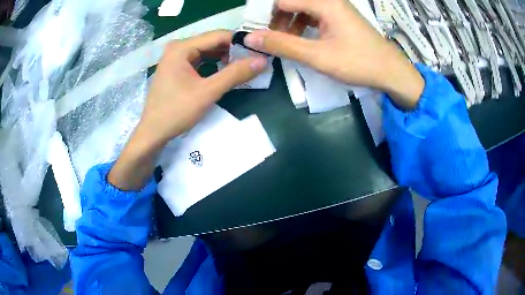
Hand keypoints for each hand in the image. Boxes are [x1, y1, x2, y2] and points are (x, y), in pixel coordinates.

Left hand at [108, 30, 267, 189]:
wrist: (153, 133)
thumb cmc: (176, 112)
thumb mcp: (208, 92)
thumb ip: (235, 74)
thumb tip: (262, 61)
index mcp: (182, 47)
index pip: (219, 35)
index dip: (240, 43)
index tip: (258, 53)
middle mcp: (178, 47)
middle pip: (212, 42)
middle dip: (232, 51)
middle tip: (252, 62)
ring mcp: (175, 57)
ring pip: (207, 51)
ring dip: (224, 58)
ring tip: (241, 69)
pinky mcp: (176, 67)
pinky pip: (199, 60)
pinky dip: (213, 64)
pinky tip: (223, 73)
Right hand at [245, 0, 423, 108]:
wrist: (392, 72)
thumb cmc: (358, 62)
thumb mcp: (318, 56)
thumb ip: (283, 45)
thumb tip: (250, 38)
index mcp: (324, 3)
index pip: (283, 1)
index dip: (266, 15)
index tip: (258, 34)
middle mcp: (330, 0)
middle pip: (292, 2)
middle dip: (277, 19)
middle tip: (271, 39)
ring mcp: (336, 8)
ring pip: (303, 8)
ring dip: (289, 22)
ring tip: (284, 41)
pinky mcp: (340, 18)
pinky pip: (314, 15)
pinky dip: (303, 25)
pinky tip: (302, 39)